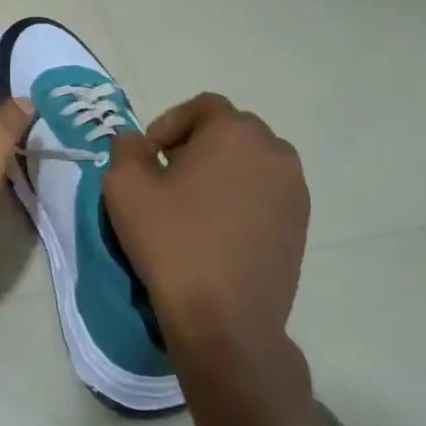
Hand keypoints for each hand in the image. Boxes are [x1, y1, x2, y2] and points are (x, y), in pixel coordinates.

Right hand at [103, 94, 309, 367]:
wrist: (225, 319)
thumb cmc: (172, 242)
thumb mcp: (125, 187)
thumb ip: (126, 148)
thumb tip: (136, 142)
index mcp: (235, 132)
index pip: (202, 106)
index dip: (169, 124)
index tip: (148, 157)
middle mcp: (275, 152)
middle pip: (230, 132)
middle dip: (196, 146)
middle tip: (167, 178)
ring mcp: (294, 190)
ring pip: (251, 163)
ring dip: (221, 172)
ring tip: (193, 207)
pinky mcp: (301, 225)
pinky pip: (266, 195)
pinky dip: (241, 200)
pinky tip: (217, 232)